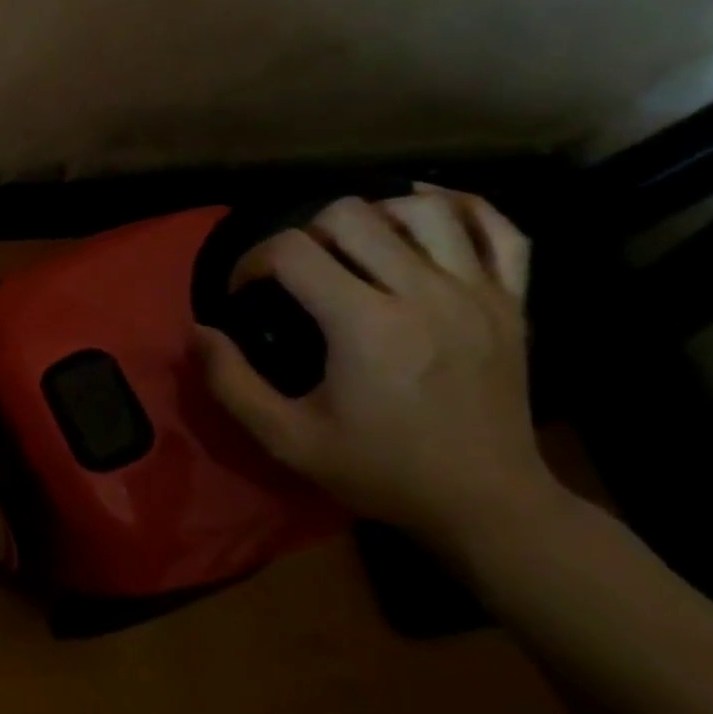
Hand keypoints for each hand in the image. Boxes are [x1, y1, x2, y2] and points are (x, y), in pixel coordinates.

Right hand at [197, 187, 554, 541]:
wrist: (488, 504)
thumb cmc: (380, 470)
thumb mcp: (286, 438)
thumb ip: (230, 382)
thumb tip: (197, 331)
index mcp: (366, 325)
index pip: (292, 251)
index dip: (252, 261)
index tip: (245, 292)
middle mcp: (425, 294)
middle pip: (351, 215)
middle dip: (305, 233)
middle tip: (296, 273)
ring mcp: (479, 293)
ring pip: (423, 209)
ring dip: (375, 216)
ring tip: (352, 248)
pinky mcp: (514, 302)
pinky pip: (500, 229)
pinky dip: (461, 208)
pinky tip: (424, 212)